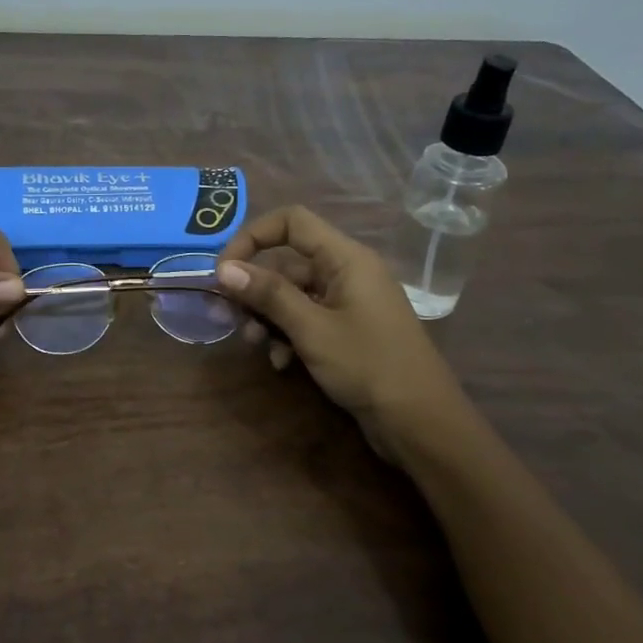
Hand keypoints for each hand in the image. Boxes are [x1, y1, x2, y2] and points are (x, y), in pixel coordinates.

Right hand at [215, 206, 473, 460]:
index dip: (252, 237)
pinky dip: (288, 336)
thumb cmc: (367, 365)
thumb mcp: (311, 329)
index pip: (292, 222)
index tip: (224, 271)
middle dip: (254, 289)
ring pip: (292, 296)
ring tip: (256, 344)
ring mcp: (348, 303)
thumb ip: (268, 295)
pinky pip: (307, 319)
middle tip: (227, 317)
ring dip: (268, 317)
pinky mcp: (347, 330)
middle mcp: (347, 272)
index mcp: (345, 258)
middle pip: (287, 263)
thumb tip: (223, 269)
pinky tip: (281, 362)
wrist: (419, 421)